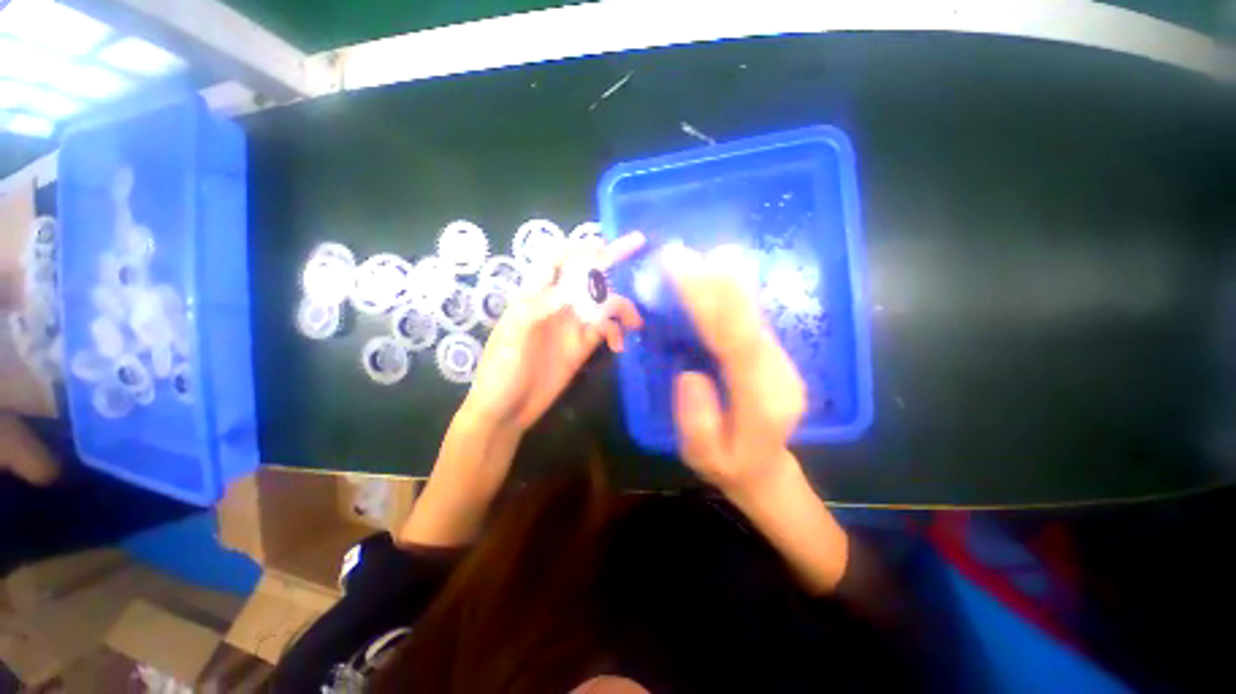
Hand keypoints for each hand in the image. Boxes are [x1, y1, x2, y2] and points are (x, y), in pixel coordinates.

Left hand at [463, 233, 645, 432]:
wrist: (506, 411)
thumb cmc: (501, 370)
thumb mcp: (513, 336)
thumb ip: (540, 308)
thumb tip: (571, 289)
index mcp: (535, 296)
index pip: (556, 261)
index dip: (577, 246)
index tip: (602, 239)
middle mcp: (557, 305)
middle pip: (586, 276)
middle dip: (610, 260)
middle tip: (637, 245)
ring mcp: (572, 326)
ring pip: (602, 304)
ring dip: (621, 307)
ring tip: (635, 322)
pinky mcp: (582, 347)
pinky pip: (605, 331)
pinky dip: (616, 334)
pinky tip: (620, 346)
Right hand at [661, 242, 806, 499]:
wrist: (766, 469)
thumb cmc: (729, 467)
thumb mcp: (703, 457)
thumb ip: (696, 419)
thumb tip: (690, 372)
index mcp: (762, 402)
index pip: (736, 343)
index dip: (710, 304)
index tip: (681, 272)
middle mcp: (779, 373)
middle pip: (745, 321)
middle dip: (713, 283)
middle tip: (682, 254)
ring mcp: (781, 361)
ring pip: (751, 314)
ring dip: (724, 281)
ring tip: (699, 253)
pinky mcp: (773, 354)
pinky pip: (750, 318)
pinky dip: (733, 291)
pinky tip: (719, 270)